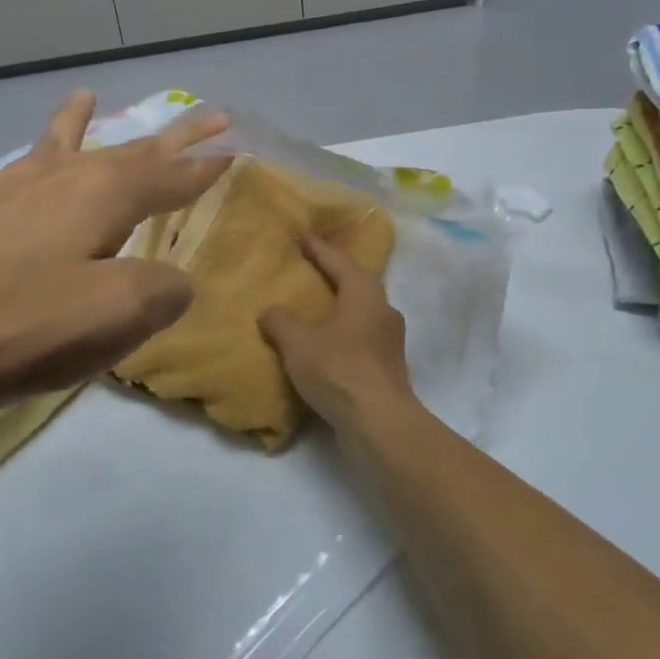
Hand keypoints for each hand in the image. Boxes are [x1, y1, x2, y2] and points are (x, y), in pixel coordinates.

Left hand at [0, 91, 231, 428]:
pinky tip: (31, 160)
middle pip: (130, 149)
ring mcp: (10, 191)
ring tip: (88, 96)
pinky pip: (22, 169)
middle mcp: (62, 179)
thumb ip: (160, 292)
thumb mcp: (110, 315)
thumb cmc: (9, 323)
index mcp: (103, 196)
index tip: (235, 148)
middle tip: (209, 114)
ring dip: (87, 125)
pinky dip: (36, 154)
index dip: (206, 166)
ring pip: (64, 146)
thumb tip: (172, 281)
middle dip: (172, 136)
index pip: (172, 175)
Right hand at [258, 234, 416, 435]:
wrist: (378, 422)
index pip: (339, 260)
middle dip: (333, 276)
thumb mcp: (298, 342)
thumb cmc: (338, 369)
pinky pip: (361, 339)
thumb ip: (280, 321)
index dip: (318, 248)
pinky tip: (325, 346)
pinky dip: (342, 336)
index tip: (302, 236)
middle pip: (356, 284)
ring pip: (360, 314)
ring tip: (313, 310)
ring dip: (339, 309)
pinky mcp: (388, 367)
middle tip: (309, 270)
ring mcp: (390, 340)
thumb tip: (269, 311)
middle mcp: (383, 309)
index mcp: (364, 293)